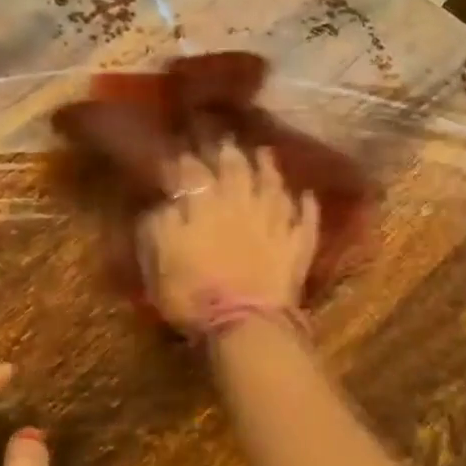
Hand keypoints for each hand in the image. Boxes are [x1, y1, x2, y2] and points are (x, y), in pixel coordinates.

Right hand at [137, 141, 319, 331]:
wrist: (244, 324)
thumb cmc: (193, 292)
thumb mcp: (159, 257)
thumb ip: (160, 222)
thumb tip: (166, 200)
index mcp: (205, 205)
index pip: (193, 172)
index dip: (187, 160)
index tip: (181, 152)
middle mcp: (242, 204)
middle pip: (237, 170)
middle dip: (229, 153)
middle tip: (226, 141)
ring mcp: (275, 224)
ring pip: (274, 186)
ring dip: (269, 168)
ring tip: (265, 153)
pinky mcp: (296, 247)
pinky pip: (305, 220)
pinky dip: (305, 205)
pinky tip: (305, 195)